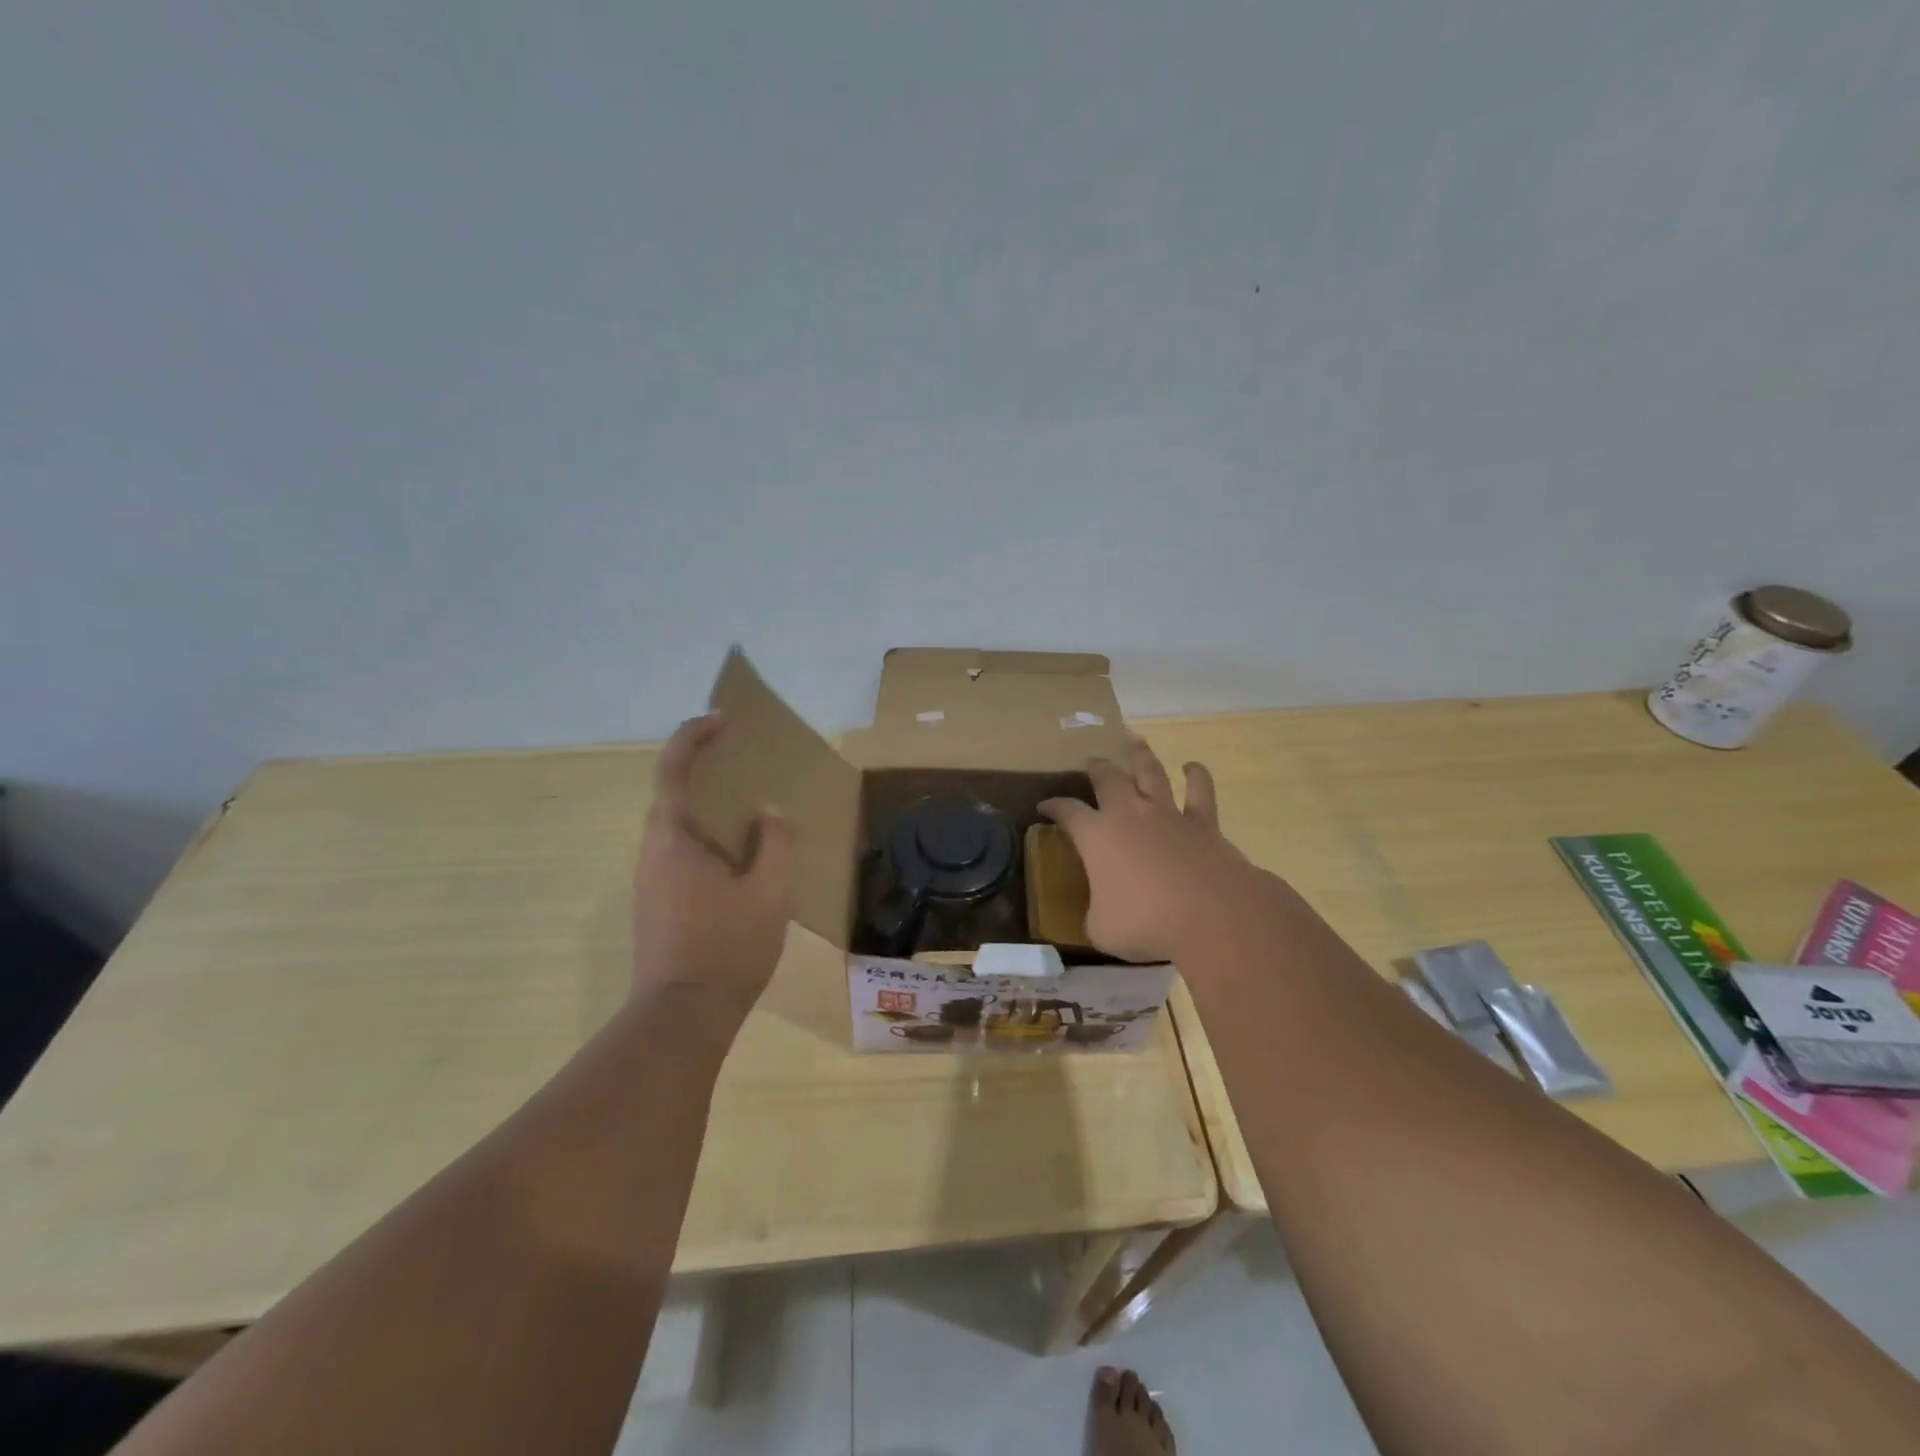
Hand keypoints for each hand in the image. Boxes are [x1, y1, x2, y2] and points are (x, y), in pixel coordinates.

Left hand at [632, 714, 794, 1025]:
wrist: (682, 1017)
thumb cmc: (727, 947)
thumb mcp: (769, 892)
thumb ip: (775, 842)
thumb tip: (767, 813)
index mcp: (673, 839)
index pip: (673, 769)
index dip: (694, 736)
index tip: (724, 722)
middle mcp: (653, 853)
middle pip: (673, 794)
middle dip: (707, 770)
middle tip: (749, 765)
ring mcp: (652, 881)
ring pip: (680, 827)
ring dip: (711, 808)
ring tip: (755, 812)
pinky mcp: (659, 904)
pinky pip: (685, 853)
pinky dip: (711, 839)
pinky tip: (744, 858)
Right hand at [1039, 734, 1275, 963]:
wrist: (1211, 916)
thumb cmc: (1146, 923)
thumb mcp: (1102, 929)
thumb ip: (1095, 913)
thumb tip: (1100, 911)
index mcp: (1096, 836)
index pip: (1067, 812)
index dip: (1054, 807)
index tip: (1044, 807)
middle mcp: (1129, 814)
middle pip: (1108, 778)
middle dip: (1096, 768)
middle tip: (1091, 761)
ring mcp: (1167, 814)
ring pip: (1150, 772)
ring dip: (1139, 755)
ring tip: (1131, 740)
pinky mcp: (1203, 823)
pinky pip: (1199, 792)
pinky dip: (1196, 776)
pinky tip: (1192, 766)